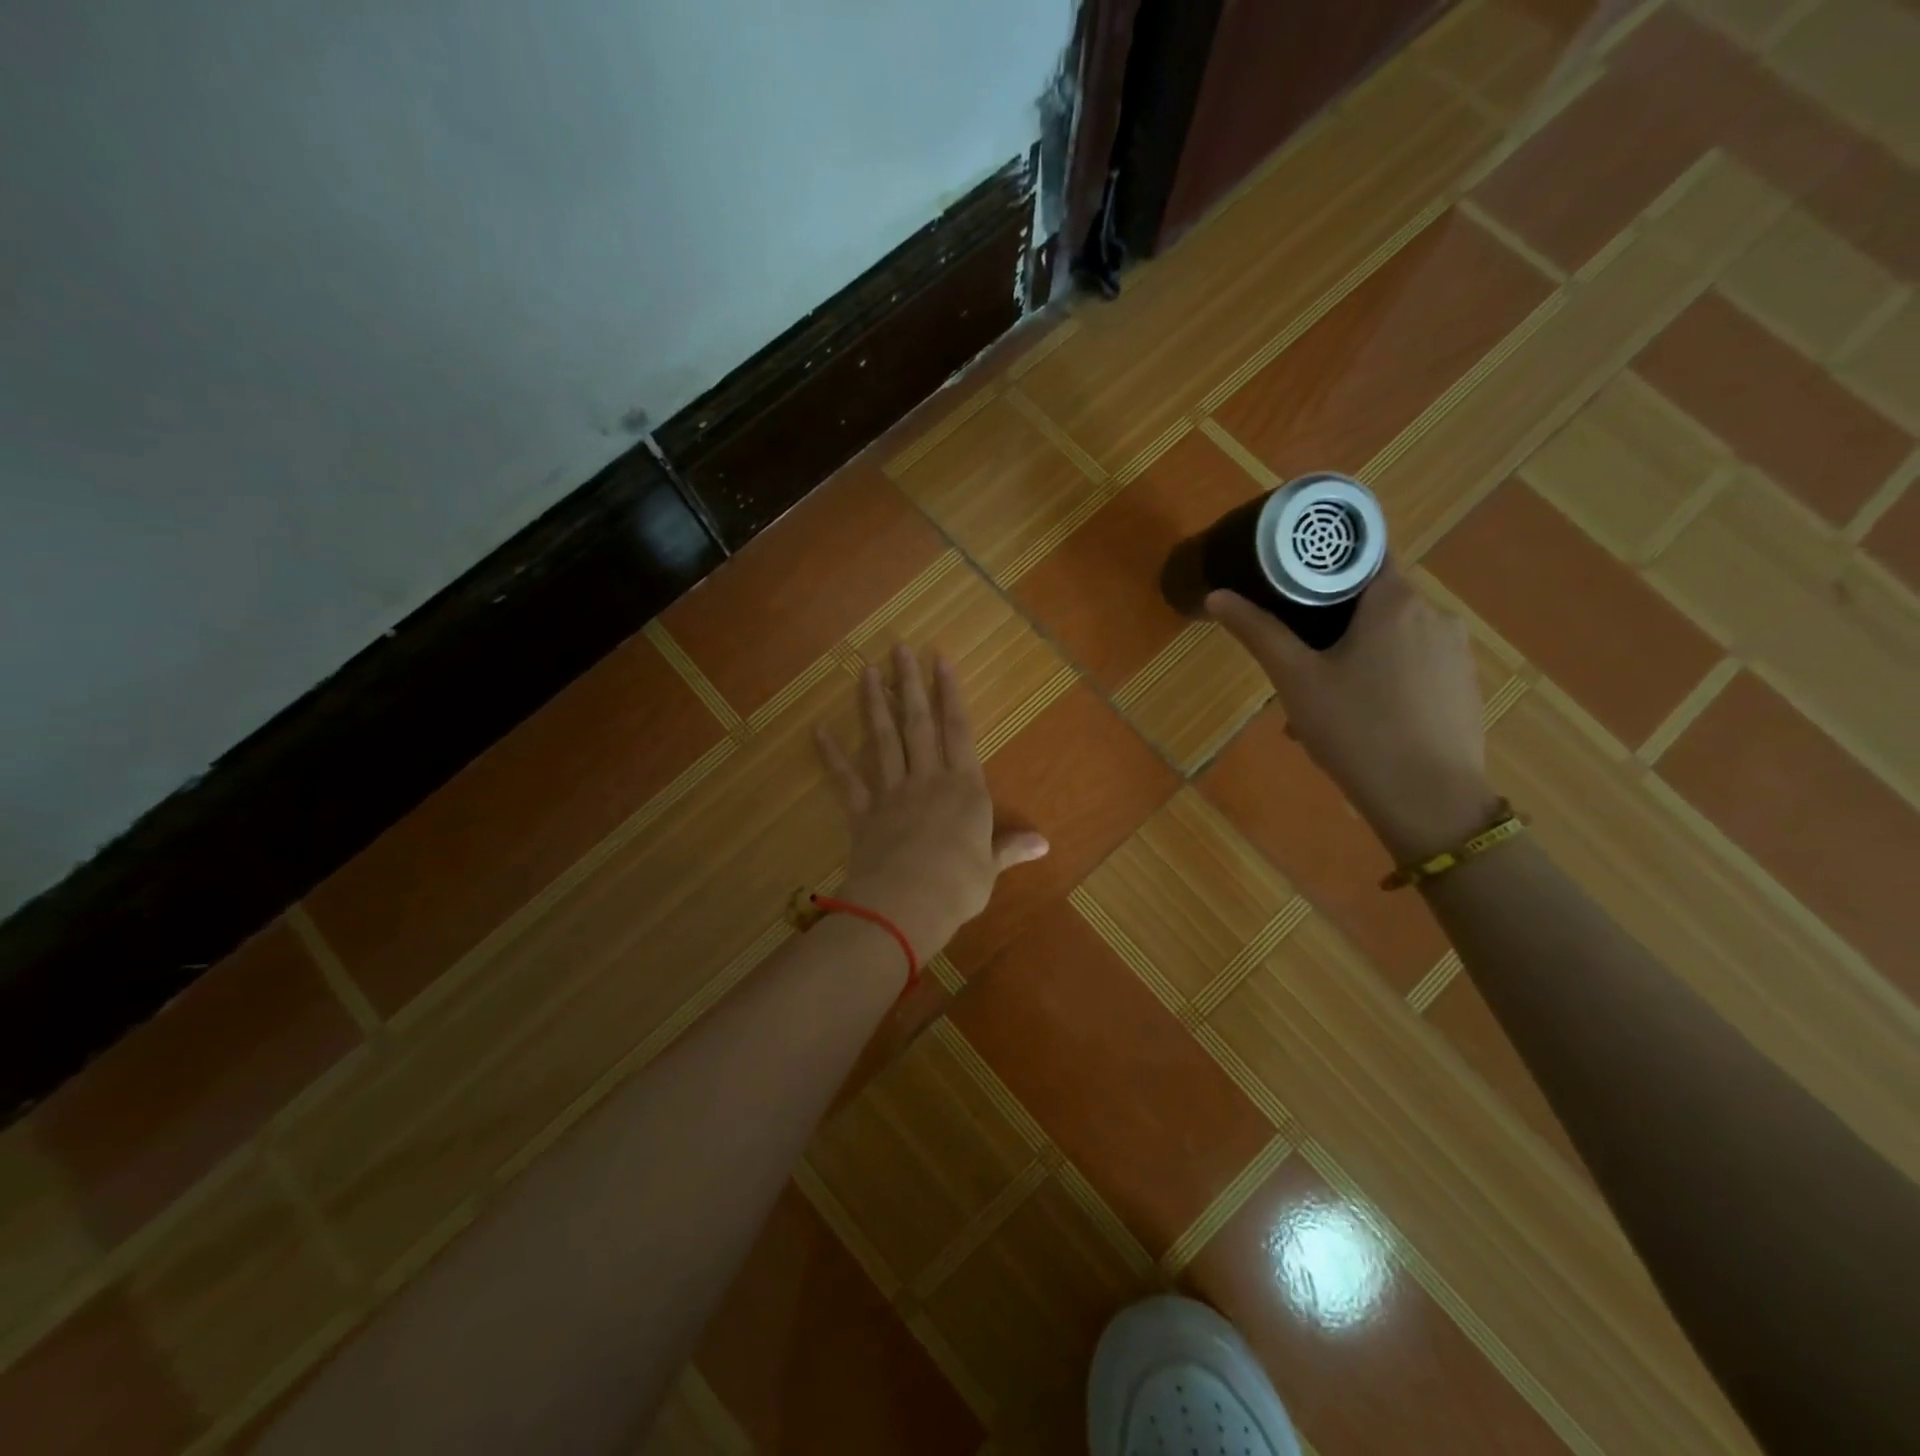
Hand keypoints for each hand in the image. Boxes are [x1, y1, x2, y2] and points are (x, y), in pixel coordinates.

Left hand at [816, 646, 1048, 961]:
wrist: (907, 904)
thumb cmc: (958, 886)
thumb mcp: (991, 868)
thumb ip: (1011, 848)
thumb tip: (1044, 844)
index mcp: (964, 788)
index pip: (958, 730)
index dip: (950, 694)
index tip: (940, 660)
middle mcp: (927, 780)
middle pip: (917, 723)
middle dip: (910, 684)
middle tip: (899, 649)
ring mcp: (892, 793)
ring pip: (883, 740)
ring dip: (875, 704)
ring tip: (867, 672)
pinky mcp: (863, 812)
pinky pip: (846, 779)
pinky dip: (832, 755)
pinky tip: (819, 730)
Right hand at [1206, 562, 1499, 862]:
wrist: (1429, 800)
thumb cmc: (1356, 729)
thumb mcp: (1295, 679)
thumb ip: (1257, 632)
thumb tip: (1217, 595)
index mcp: (1396, 601)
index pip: (1363, 553)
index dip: (1325, 563)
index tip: (1291, 583)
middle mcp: (1435, 615)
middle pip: (1374, 599)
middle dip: (1333, 622)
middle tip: (1297, 658)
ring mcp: (1456, 652)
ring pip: (1393, 637)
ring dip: (1355, 655)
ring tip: (1321, 701)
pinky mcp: (1463, 686)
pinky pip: (1414, 667)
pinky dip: (1383, 679)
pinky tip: (1359, 721)